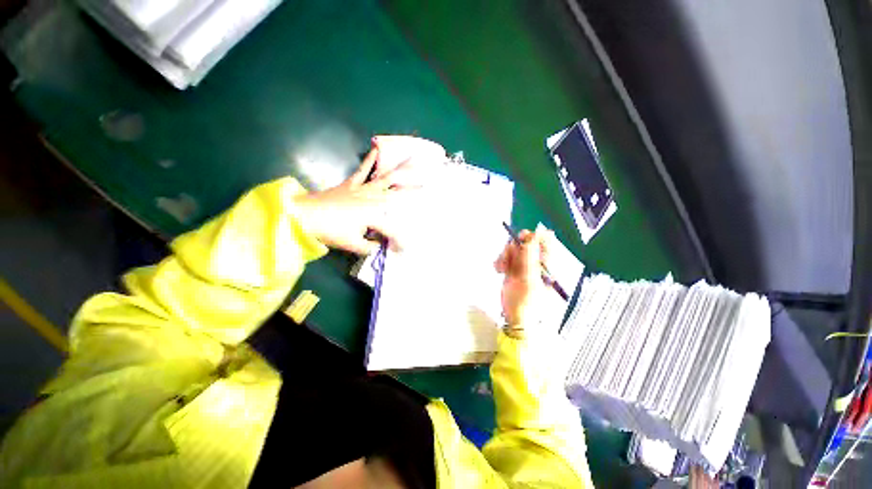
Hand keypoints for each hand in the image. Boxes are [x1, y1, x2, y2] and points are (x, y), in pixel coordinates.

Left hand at [292, 147, 417, 254]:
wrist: (305, 216)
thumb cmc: (330, 231)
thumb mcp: (353, 245)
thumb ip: (370, 247)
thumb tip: (378, 246)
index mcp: (374, 215)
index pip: (392, 229)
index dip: (400, 240)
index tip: (405, 249)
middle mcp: (373, 199)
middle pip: (397, 193)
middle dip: (414, 189)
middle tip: (428, 182)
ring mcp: (363, 189)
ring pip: (386, 178)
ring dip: (401, 169)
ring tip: (413, 157)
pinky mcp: (352, 183)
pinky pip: (363, 170)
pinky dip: (370, 159)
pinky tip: (376, 147)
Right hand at [494, 229, 549, 325]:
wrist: (516, 319)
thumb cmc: (526, 303)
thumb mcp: (529, 279)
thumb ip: (529, 257)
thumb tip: (532, 234)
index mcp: (547, 263)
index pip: (545, 241)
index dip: (532, 237)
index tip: (520, 240)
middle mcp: (537, 262)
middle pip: (525, 242)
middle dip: (513, 249)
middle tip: (507, 259)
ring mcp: (524, 265)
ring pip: (513, 249)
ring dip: (505, 256)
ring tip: (501, 268)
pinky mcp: (513, 269)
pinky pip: (506, 257)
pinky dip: (500, 261)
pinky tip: (499, 270)